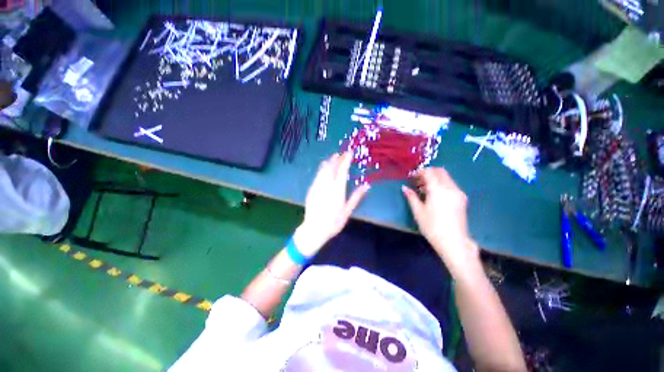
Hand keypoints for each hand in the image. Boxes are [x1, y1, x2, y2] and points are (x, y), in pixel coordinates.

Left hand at [295, 152, 369, 256]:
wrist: (314, 229)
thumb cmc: (333, 222)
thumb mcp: (347, 211)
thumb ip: (356, 197)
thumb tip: (366, 185)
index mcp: (337, 190)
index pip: (342, 171)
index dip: (346, 160)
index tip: (350, 153)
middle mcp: (327, 185)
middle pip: (331, 167)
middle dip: (337, 159)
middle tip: (342, 154)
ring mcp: (317, 186)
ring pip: (323, 170)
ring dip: (329, 162)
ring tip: (334, 157)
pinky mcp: (311, 189)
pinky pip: (317, 175)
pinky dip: (322, 169)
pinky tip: (324, 167)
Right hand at [402, 168, 479, 275]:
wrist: (454, 242)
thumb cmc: (432, 227)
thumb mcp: (418, 211)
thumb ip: (411, 197)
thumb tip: (404, 188)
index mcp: (438, 189)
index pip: (429, 172)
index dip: (420, 172)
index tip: (412, 178)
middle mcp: (450, 188)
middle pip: (440, 171)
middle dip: (428, 173)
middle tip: (418, 181)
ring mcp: (458, 193)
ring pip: (446, 177)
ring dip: (435, 178)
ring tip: (424, 189)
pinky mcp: (462, 199)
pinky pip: (451, 185)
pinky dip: (441, 184)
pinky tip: (435, 195)